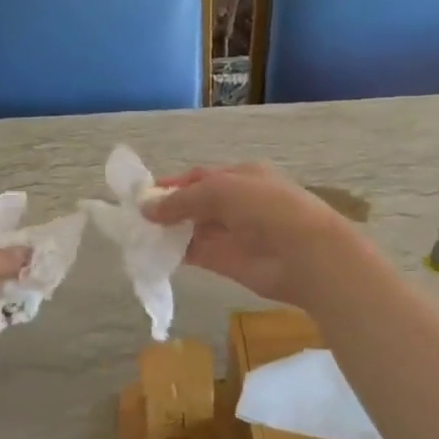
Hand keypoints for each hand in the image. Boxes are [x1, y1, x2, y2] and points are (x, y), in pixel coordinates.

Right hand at [144, 163, 360, 307]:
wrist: (305, 254)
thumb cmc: (265, 208)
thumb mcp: (220, 190)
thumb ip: (181, 199)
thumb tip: (146, 208)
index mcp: (240, 177)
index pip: (198, 177)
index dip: (171, 185)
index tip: (142, 194)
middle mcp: (235, 203)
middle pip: (193, 204)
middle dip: (166, 209)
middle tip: (133, 217)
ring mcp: (231, 233)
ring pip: (192, 229)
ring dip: (168, 231)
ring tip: (136, 234)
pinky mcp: (227, 262)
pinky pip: (195, 253)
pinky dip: (175, 253)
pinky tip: (153, 253)